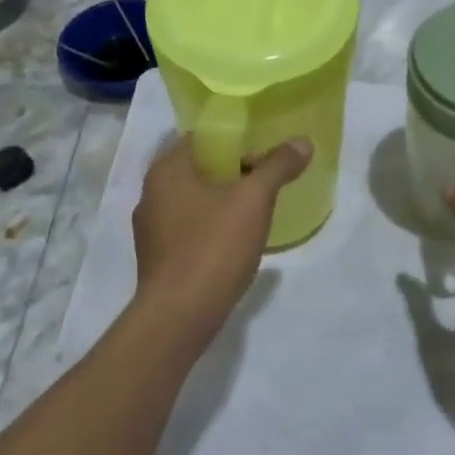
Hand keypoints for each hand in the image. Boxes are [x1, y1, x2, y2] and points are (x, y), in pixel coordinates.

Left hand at [131, 134, 311, 342]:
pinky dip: (214, 226)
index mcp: (166, 171)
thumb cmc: (213, 246)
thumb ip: (278, 166)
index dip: (233, 138)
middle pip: (199, 169)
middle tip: (268, 176)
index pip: (200, 138)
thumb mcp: (254, 200)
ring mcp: (152, 229)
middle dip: (234, 170)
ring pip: (195, 200)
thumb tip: (302, 142)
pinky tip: (238, 239)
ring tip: (259, 207)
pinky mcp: (160, 258)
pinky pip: (191, 228)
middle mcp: (151, 194)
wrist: (179, 317)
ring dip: (225, 199)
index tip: (262, 146)